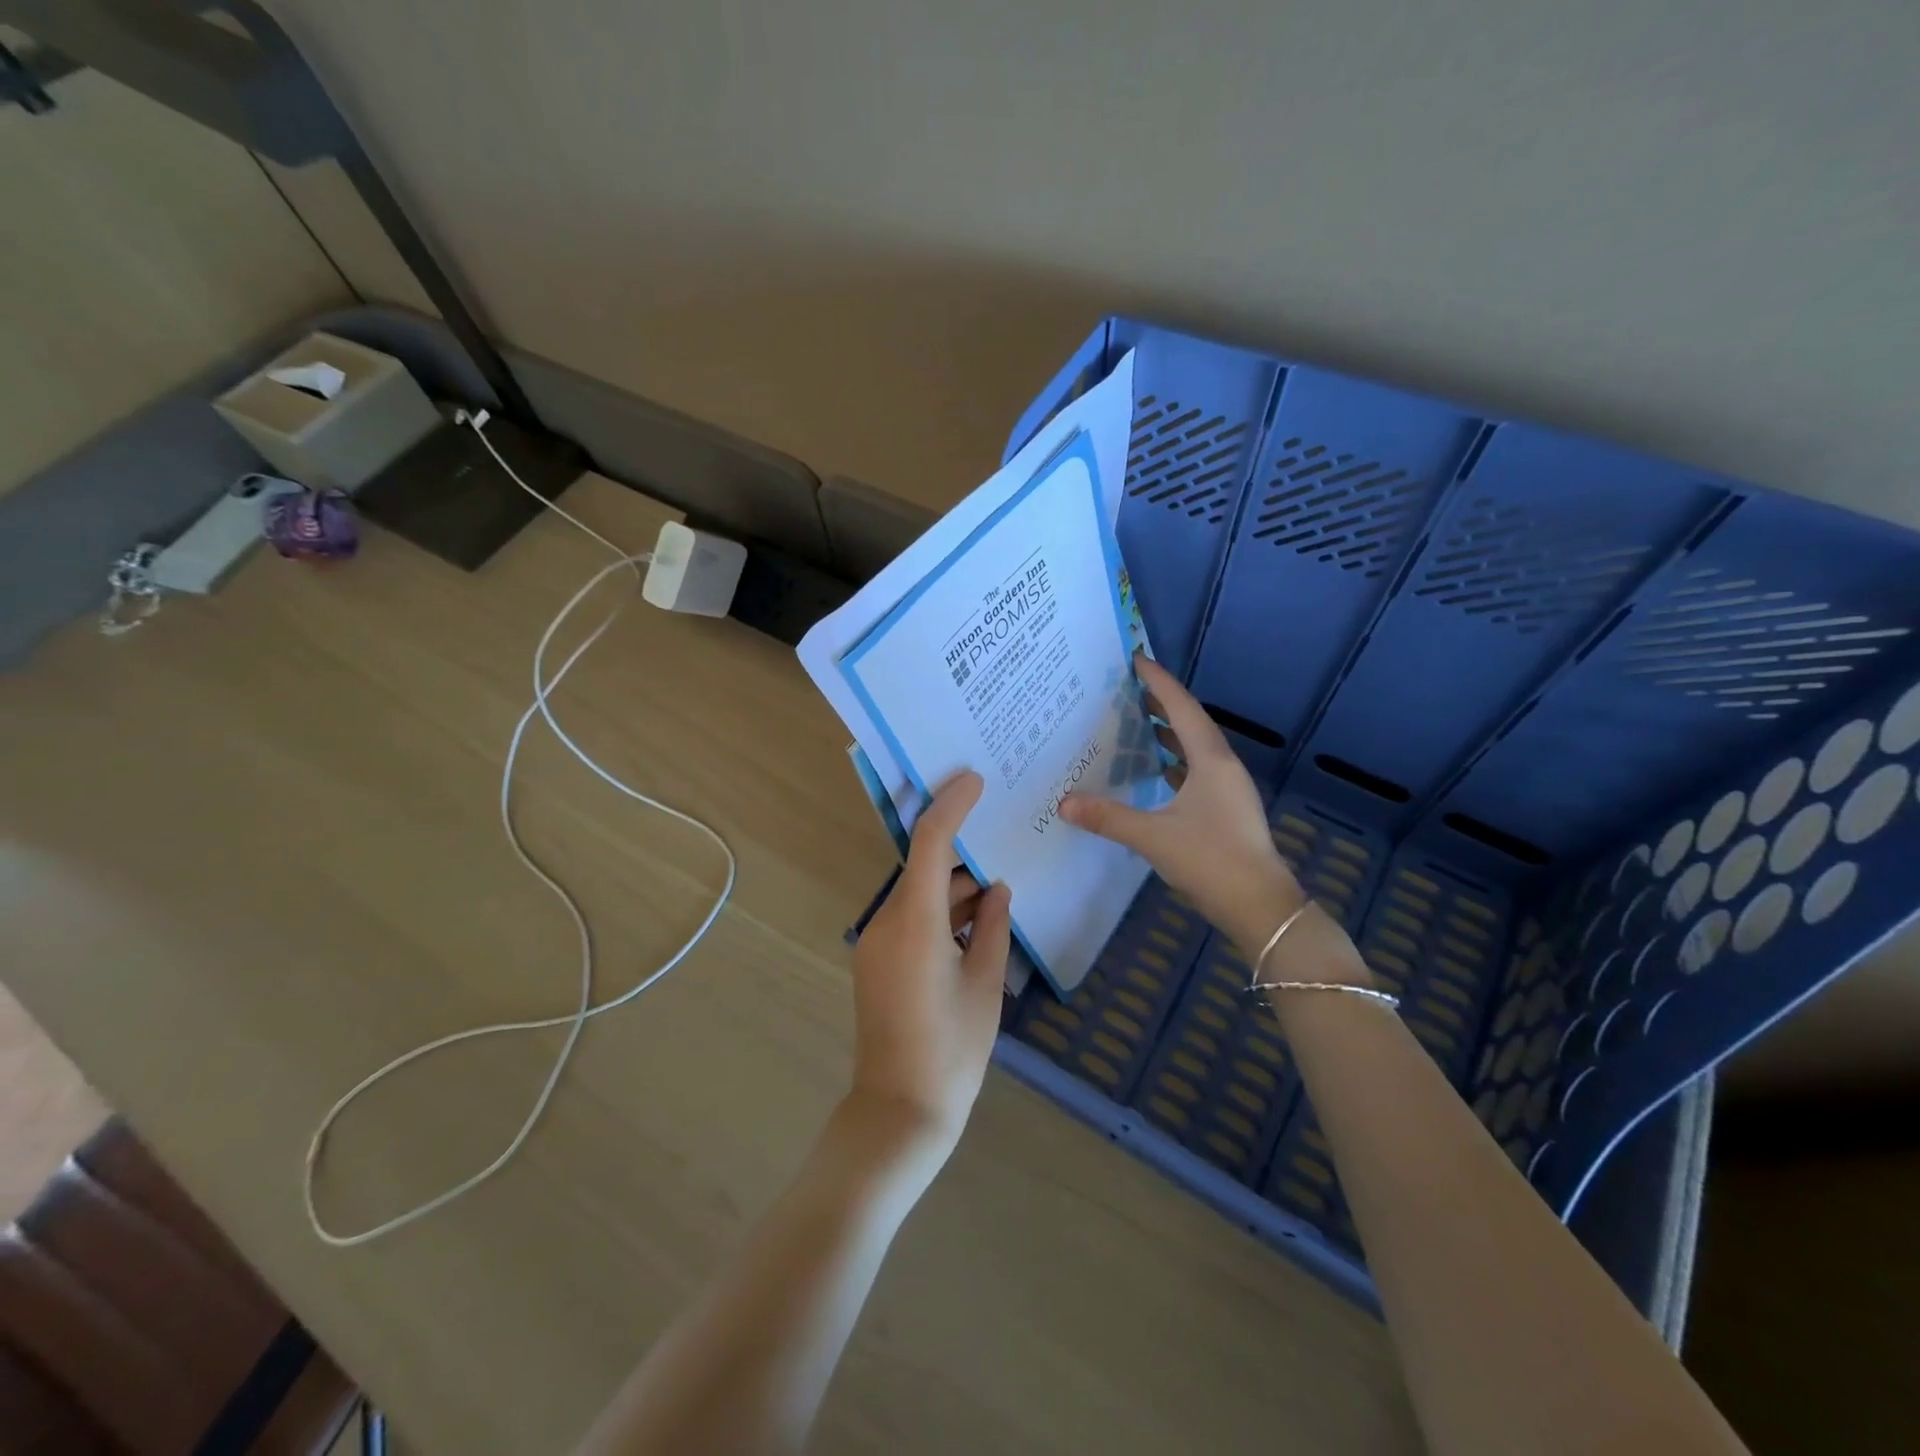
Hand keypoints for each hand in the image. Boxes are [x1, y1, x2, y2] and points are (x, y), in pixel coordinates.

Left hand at [849, 771, 1011, 1162]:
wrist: (899, 1111)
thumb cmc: (951, 1051)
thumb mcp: (985, 985)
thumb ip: (992, 927)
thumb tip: (998, 889)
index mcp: (915, 922)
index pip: (930, 842)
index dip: (951, 805)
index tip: (975, 780)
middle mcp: (887, 922)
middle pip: (923, 866)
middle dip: (960, 851)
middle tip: (999, 834)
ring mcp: (876, 942)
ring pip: (918, 894)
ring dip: (952, 886)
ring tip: (996, 886)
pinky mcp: (876, 961)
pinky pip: (910, 919)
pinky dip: (939, 911)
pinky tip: (972, 920)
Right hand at [1060, 654, 1303, 956]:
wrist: (1260, 906)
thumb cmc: (1211, 861)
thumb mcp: (1153, 837)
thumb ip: (1108, 818)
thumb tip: (1064, 803)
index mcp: (1211, 760)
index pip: (1181, 708)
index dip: (1158, 682)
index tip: (1136, 660)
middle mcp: (1223, 766)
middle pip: (1191, 723)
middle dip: (1161, 703)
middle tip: (1129, 688)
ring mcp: (1228, 789)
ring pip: (1195, 748)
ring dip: (1169, 732)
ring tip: (1139, 721)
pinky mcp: (1226, 809)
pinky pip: (1197, 770)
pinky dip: (1175, 761)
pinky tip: (1158, 770)